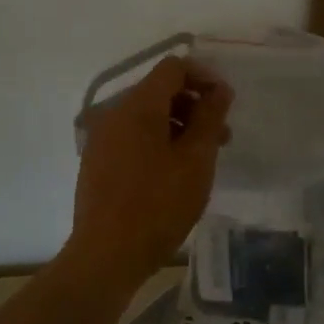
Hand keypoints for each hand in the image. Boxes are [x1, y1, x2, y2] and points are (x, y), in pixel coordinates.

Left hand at [66, 56, 231, 288]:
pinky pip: (133, 137)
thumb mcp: (196, 160)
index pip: (173, 68)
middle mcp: (114, 113)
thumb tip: (219, 89)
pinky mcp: (98, 161)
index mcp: (137, 106)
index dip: (204, 77)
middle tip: (221, 137)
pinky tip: (175, 172)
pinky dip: (158, 141)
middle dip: (194, 105)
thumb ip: (210, 117)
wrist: (107, 255)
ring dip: (179, 126)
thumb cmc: (158, 205)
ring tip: (203, 158)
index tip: (226, 104)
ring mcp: (102, 138)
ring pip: (147, 116)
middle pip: (159, 91)